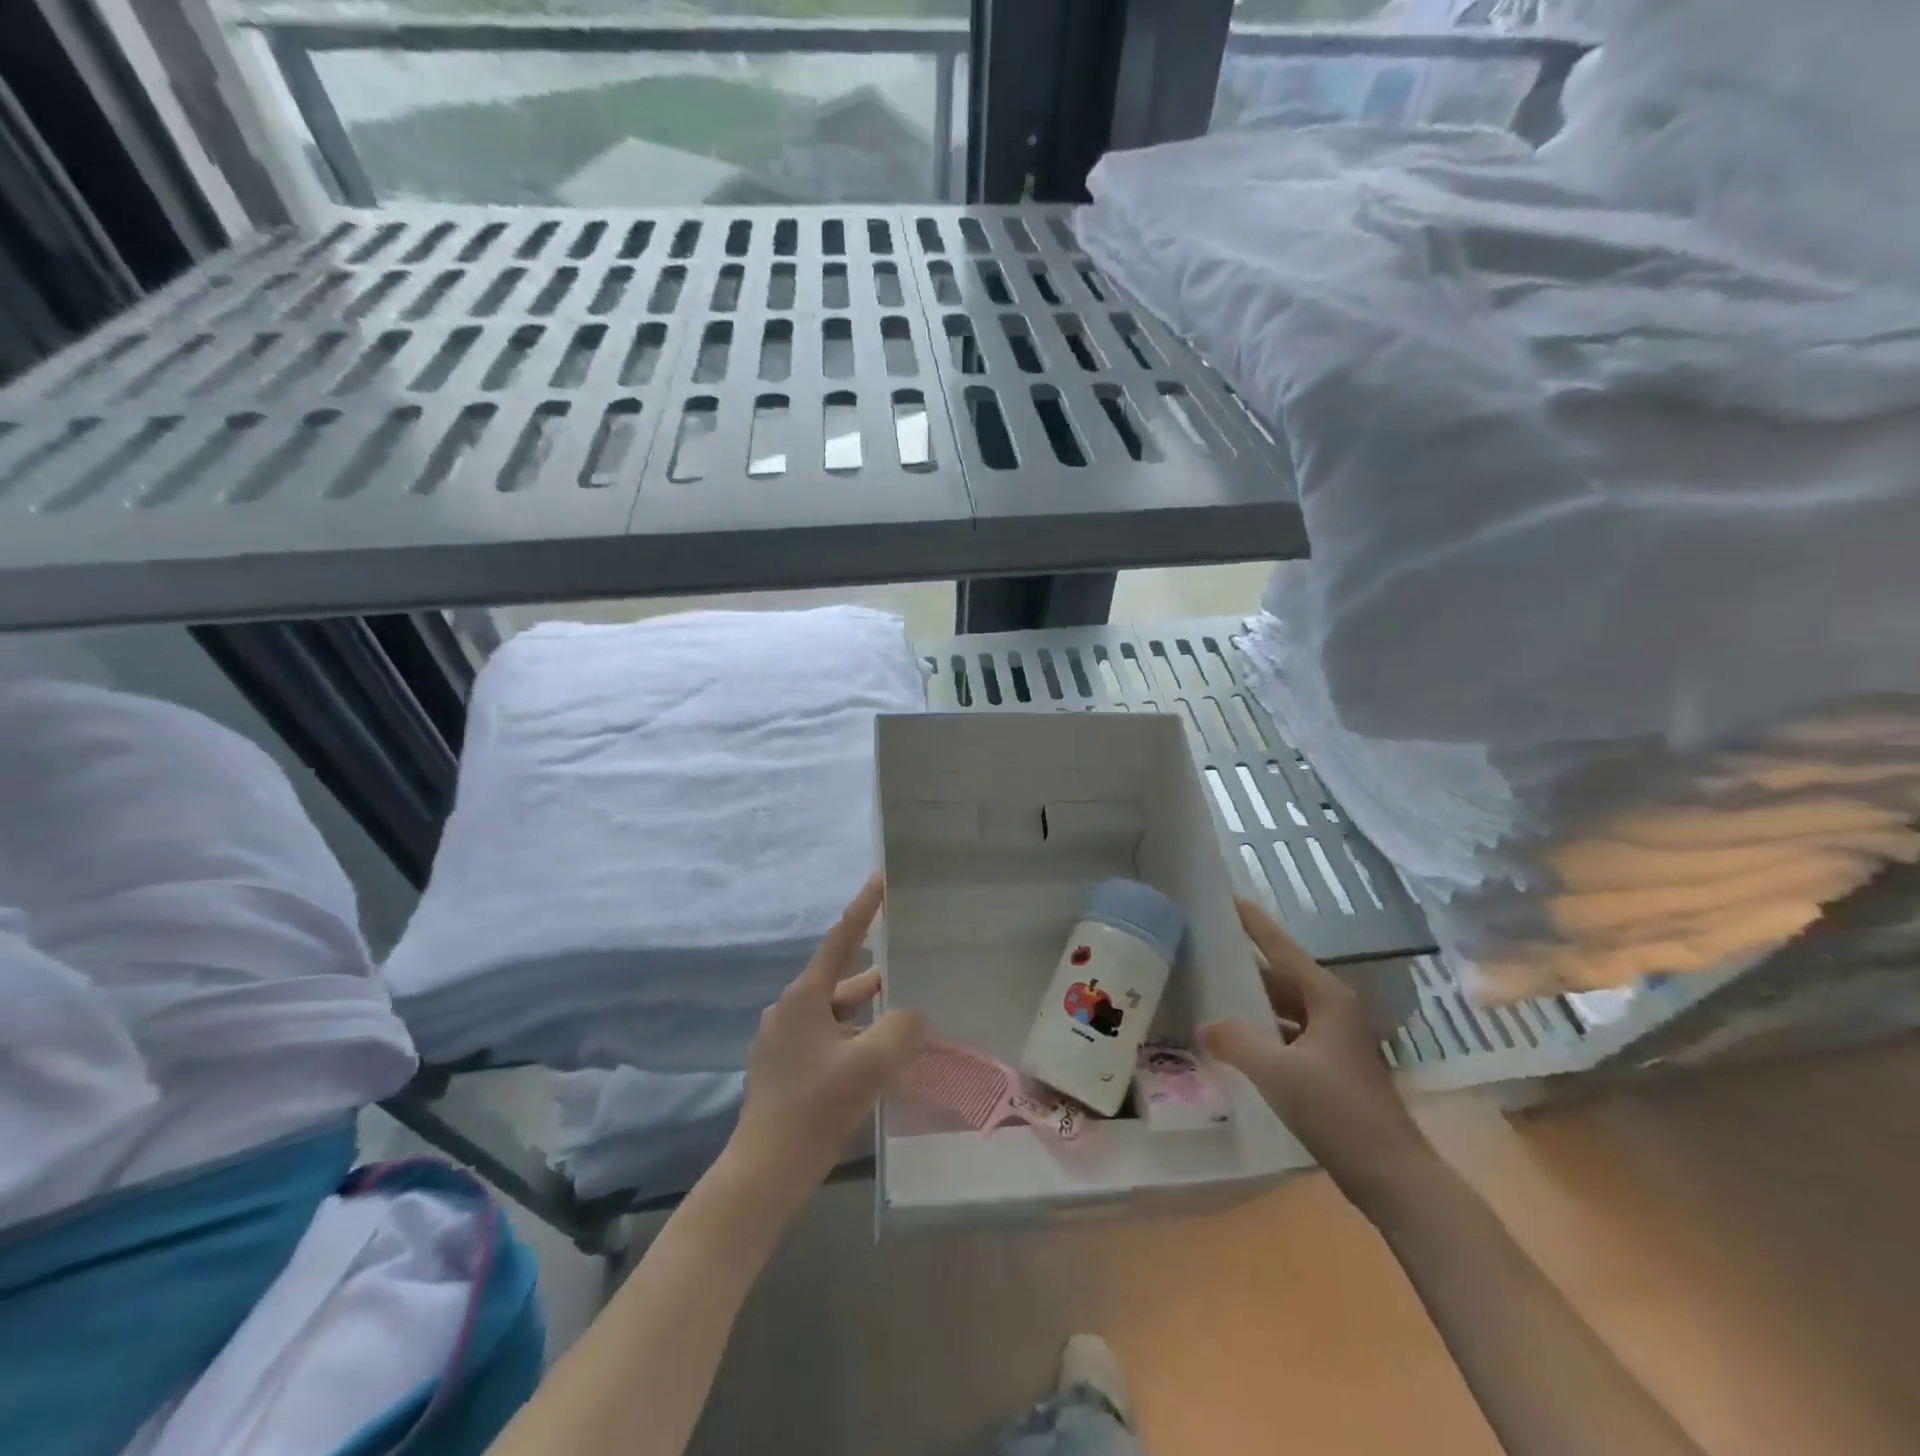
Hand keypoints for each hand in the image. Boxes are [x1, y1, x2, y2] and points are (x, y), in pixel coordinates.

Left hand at [728, 874, 927, 1202]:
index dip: (864, 907)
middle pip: (843, 980)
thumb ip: (903, 1029)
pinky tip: (881, 1060)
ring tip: (909, 1019)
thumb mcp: (870, 1063)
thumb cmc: (815, 1108)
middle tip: (915, 966)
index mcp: (804, 997)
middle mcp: (790, 1011)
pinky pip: (829, 1040)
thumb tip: (913, 1017)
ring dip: (870, 1015)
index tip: (882, 878)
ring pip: (838, 1014)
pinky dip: (856, 1040)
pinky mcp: (785, 1070)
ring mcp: (784, 1042)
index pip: (841, 939)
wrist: (764, 1173)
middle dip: (879, 975)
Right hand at [1201, 896, 1435, 1214]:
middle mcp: (1334, 1010)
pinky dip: (1264, 1031)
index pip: (1281, 947)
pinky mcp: (1332, 1067)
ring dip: (1253, 1001)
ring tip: (1212, 991)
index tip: (1226, 897)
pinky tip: (1237, 1041)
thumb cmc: (1338, 1112)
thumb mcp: (1278, 1073)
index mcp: (1328, 998)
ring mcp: (1335, 1040)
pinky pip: (1289, 1034)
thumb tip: (1206, 1025)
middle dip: (1245, 964)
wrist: (1394, 1177)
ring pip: (1285, 1007)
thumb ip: (1237, 1042)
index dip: (1253, 922)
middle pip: (1281, 976)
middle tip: (1205, 949)